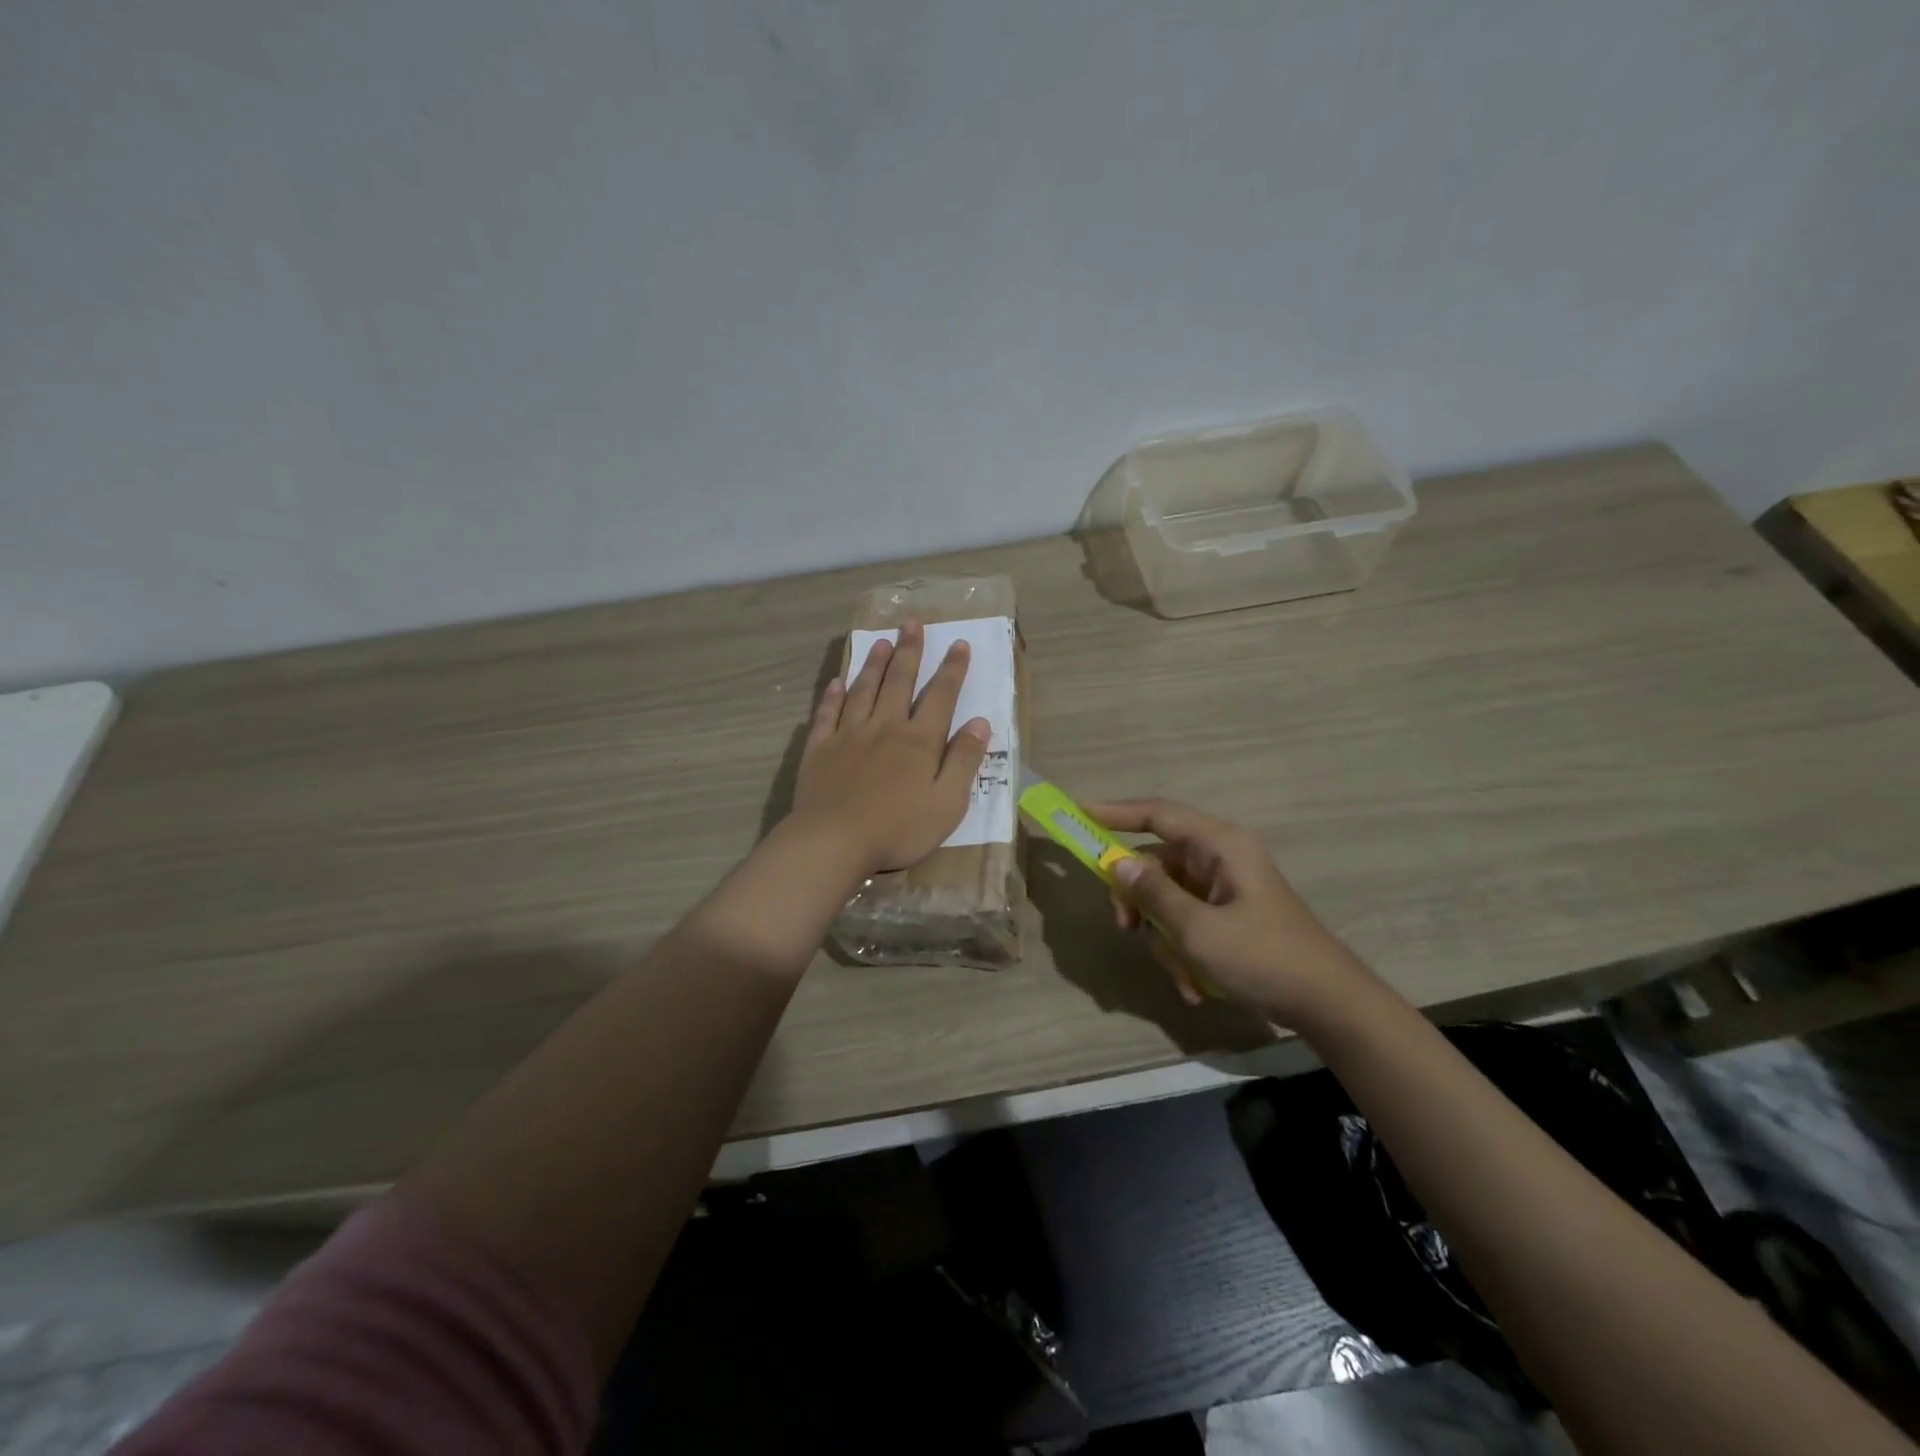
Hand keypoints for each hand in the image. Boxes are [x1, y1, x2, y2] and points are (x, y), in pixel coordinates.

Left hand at [788, 621, 991, 878]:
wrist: (833, 841)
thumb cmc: (898, 829)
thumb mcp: (948, 803)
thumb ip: (964, 761)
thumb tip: (980, 722)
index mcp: (919, 740)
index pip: (940, 695)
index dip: (952, 669)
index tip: (958, 644)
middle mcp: (885, 727)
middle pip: (899, 681)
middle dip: (909, 651)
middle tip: (912, 624)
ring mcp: (848, 735)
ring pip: (863, 690)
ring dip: (873, 664)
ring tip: (881, 641)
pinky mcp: (820, 749)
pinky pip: (827, 714)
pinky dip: (832, 696)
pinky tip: (837, 682)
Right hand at [1088, 798, 1368, 1025]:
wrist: (1328, 1005)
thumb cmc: (1264, 957)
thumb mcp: (1199, 929)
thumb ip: (1154, 894)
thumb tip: (1117, 863)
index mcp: (1220, 846)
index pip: (1158, 814)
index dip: (1116, 812)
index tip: (1080, 813)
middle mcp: (1220, 859)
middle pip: (1156, 863)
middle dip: (1139, 901)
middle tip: (1125, 928)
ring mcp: (1224, 889)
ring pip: (1167, 899)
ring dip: (1165, 938)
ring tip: (1183, 976)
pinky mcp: (1228, 916)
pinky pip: (1187, 922)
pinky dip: (1183, 951)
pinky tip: (1196, 986)